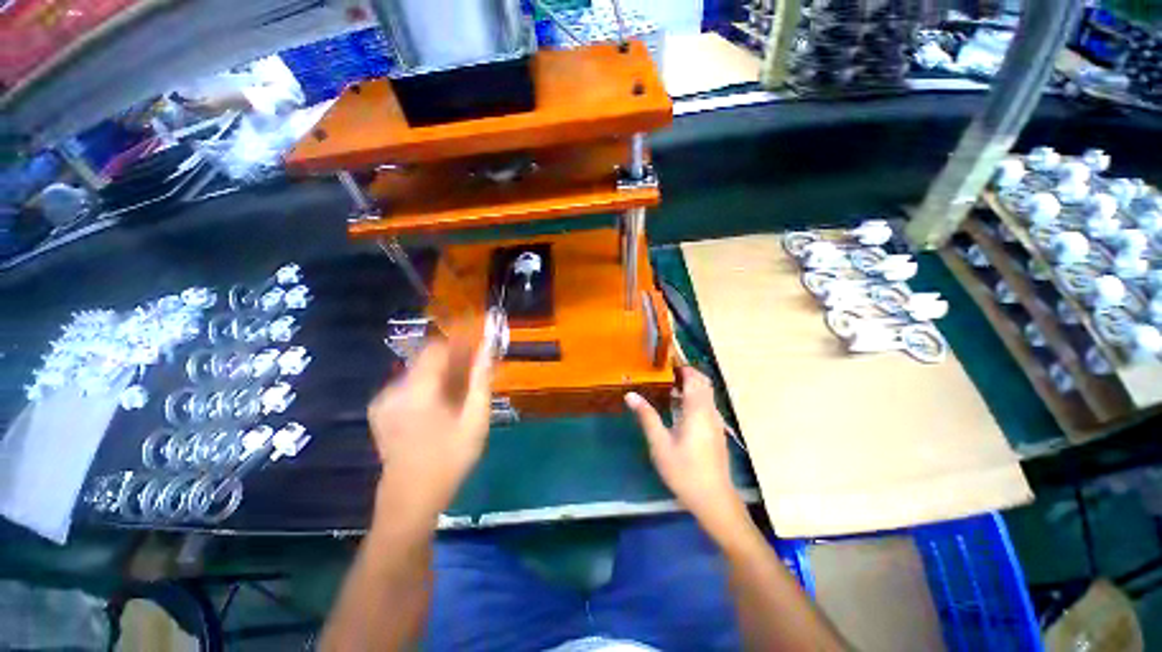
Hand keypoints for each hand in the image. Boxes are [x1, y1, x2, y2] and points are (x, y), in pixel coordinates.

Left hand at [368, 336, 493, 528]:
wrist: (410, 499)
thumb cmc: (449, 459)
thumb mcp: (475, 419)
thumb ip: (481, 380)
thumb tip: (488, 349)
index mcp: (418, 390)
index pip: (436, 347)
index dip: (459, 344)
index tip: (477, 351)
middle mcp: (394, 389)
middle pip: (426, 358)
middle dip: (452, 360)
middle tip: (473, 374)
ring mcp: (383, 400)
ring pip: (418, 371)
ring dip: (440, 374)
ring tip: (459, 394)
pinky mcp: (380, 410)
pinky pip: (408, 385)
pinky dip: (427, 386)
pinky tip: (439, 406)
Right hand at [625, 367, 749, 540]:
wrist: (714, 499)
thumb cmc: (684, 471)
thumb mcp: (660, 444)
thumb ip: (647, 416)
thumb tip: (630, 394)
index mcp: (697, 410)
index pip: (694, 378)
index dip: (682, 366)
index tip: (664, 362)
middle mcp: (710, 411)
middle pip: (703, 382)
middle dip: (687, 373)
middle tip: (664, 373)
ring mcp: (715, 421)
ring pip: (706, 393)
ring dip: (691, 385)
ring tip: (668, 387)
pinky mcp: (716, 431)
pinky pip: (706, 404)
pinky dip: (694, 397)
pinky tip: (678, 408)